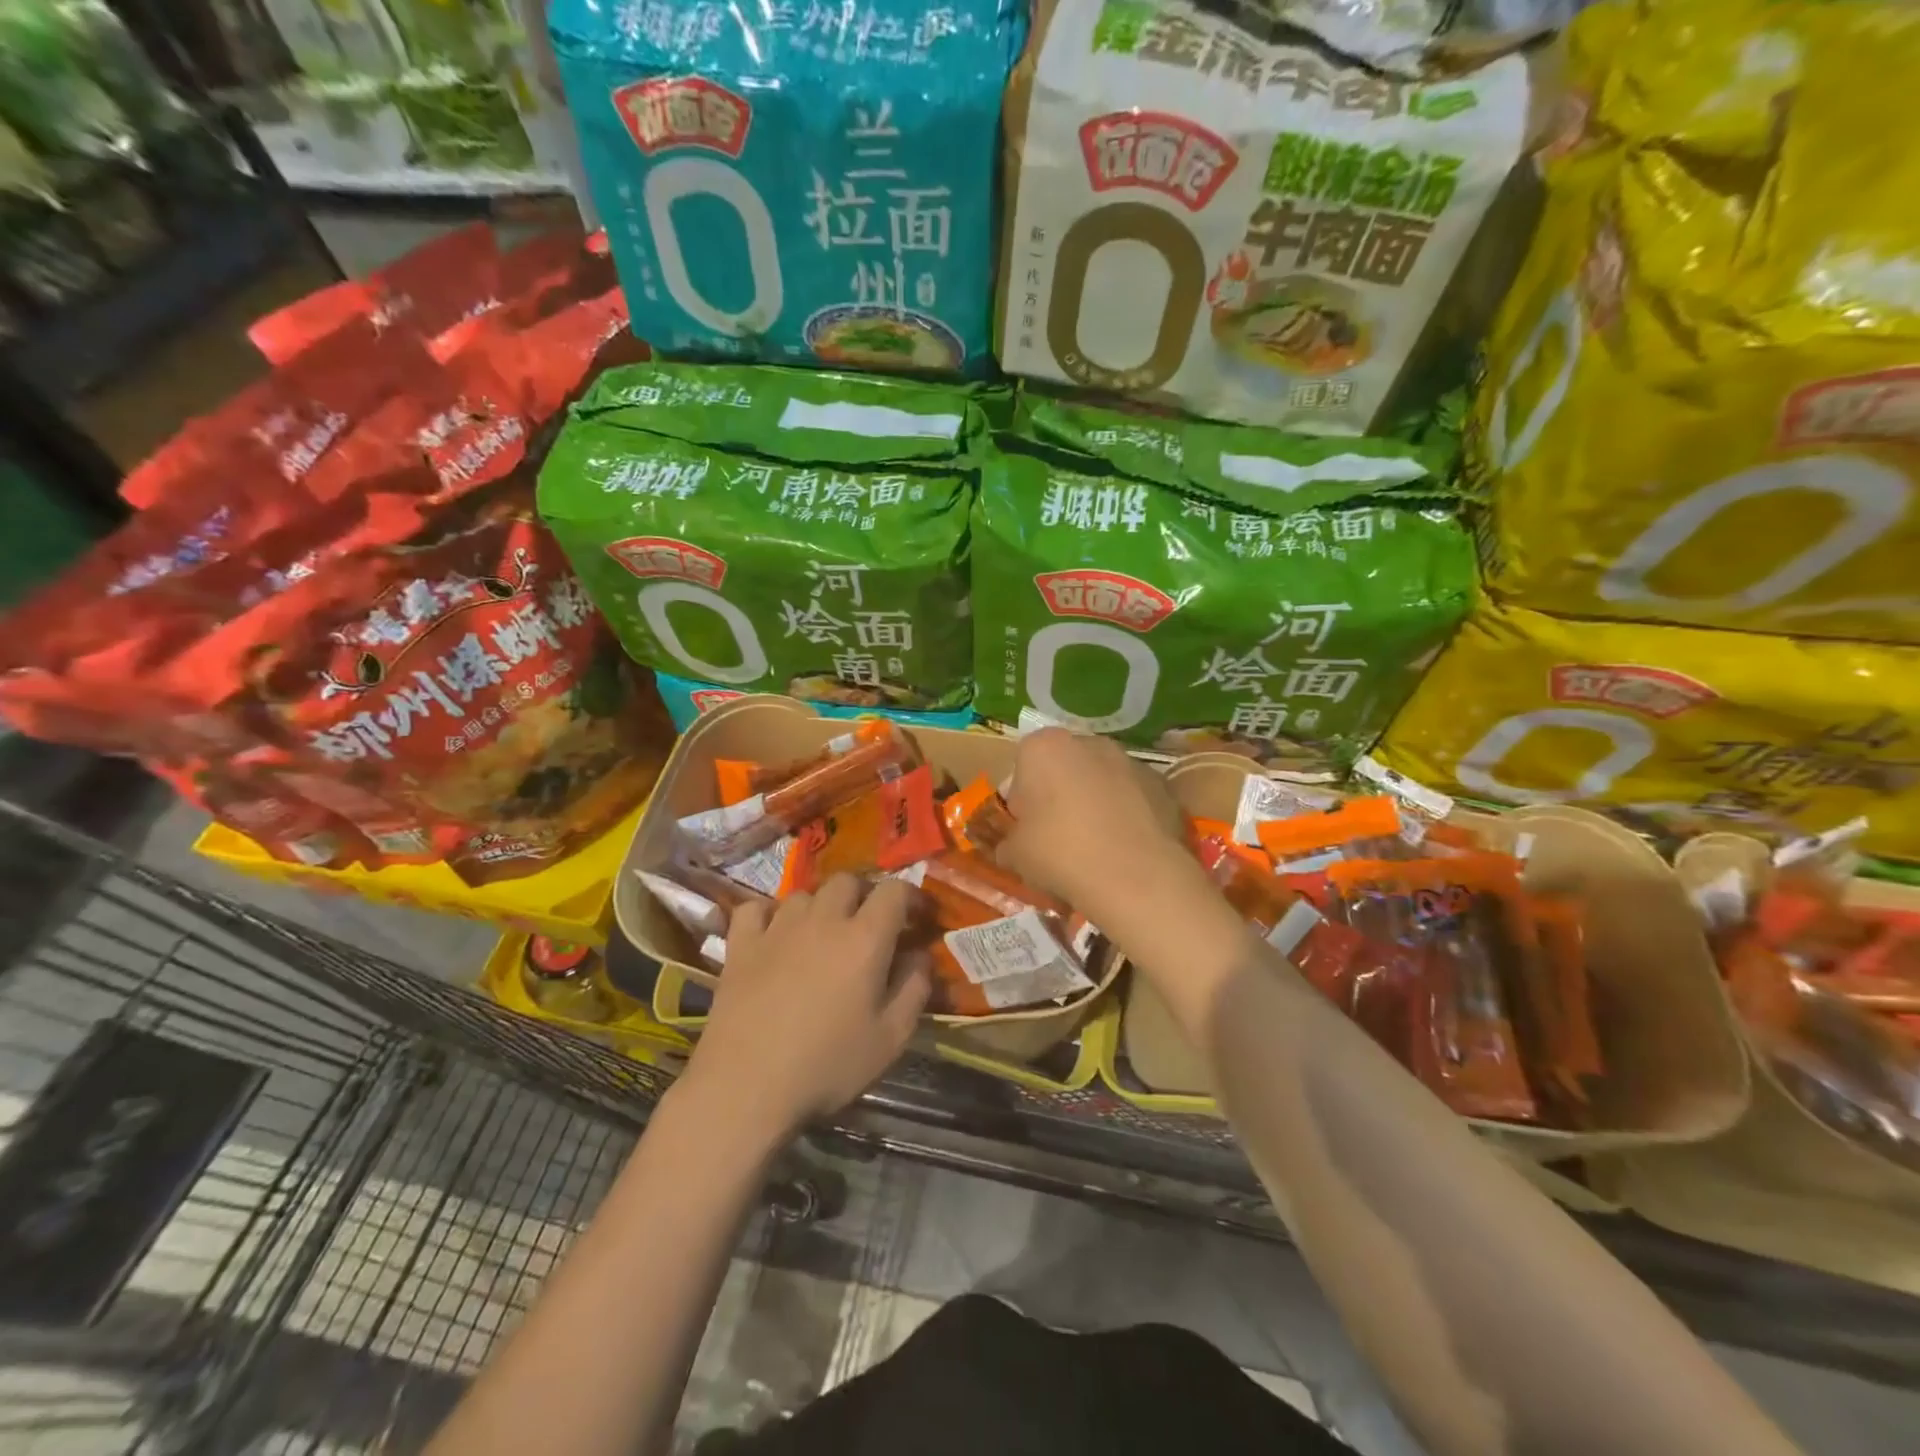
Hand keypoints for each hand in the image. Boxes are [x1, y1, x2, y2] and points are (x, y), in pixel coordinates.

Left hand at [679, 875, 929, 1148]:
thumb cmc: (827, 1065)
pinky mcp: (741, 944)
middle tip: (870, 926)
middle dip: (864, 895)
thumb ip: (914, 989)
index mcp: (865, 938)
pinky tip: (773, 935)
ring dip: (820, 906)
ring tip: (822, 935)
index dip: (910, 896)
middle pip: (848, 881)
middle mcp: (823, 920)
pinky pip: (755, 908)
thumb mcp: (890, 1038)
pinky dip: (768, 914)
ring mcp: (777, 928)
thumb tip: (921, 955)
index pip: (894, 890)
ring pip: (804, 894)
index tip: (917, 917)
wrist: (746, 1087)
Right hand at [997, 728, 1190, 918]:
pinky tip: (1125, 849)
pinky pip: (1133, 797)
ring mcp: (1130, 760)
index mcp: (1044, 747)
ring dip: (1095, 803)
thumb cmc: (1061, 854)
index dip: (1022, 800)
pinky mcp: (1161, 784)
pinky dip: (1127, 815)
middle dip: (1060, 795)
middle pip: (1064, 767)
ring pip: (1101, 780)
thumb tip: (1012, 848)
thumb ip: (1010, 843)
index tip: (1027, 830)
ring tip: (1096, 847)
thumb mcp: (1016, 855)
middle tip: (1058, 837)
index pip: (1022, 767)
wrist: (1136, 877)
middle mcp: (1088, 742)